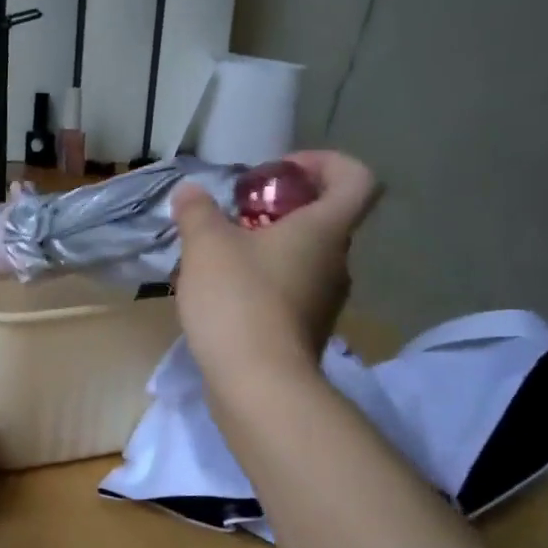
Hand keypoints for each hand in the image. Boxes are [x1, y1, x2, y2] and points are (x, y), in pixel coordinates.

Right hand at [173, 151, 380, 387]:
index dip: (326, 163)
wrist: (258, 385)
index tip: (282, 171)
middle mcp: (336, 263)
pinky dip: (264, 282)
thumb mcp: (206, 246)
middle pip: (324, 219)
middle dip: (281, 208)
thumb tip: (191, 192)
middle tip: (238, 215)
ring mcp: (324, 301)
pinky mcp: (306, 331)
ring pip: (303, 257)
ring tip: (221, 256)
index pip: (356, 179)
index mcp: (324, 230)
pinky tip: (224, 293)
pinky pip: (290, 290)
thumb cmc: (239, 300)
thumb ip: (198, 211)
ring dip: (268, 247)